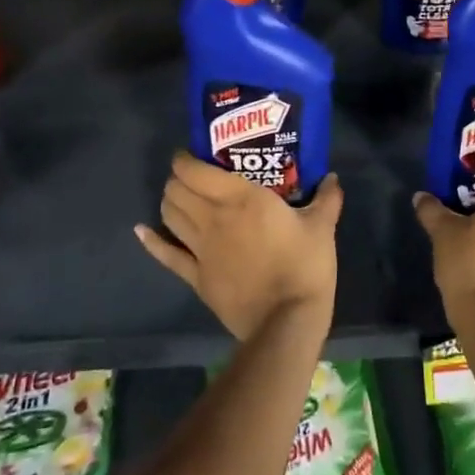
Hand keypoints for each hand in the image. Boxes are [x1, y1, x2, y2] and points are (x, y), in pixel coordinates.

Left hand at [136, 152, 341, 340]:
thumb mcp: (322, 227)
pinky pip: (166, 256)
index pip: (195, 170)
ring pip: (169, 215)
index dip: (185, 159)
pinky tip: (141, 232)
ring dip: (168, 201)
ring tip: (177, 196)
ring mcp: (200, 249)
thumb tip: (333, 176)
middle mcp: (213, 217)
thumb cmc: (305, 266)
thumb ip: (326, 198)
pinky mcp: (196, 277)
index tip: (190, 153)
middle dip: (178, 178)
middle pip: (177, 190)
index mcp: (240, 197)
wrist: (286, 321)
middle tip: (190, 176)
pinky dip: (151, 241)